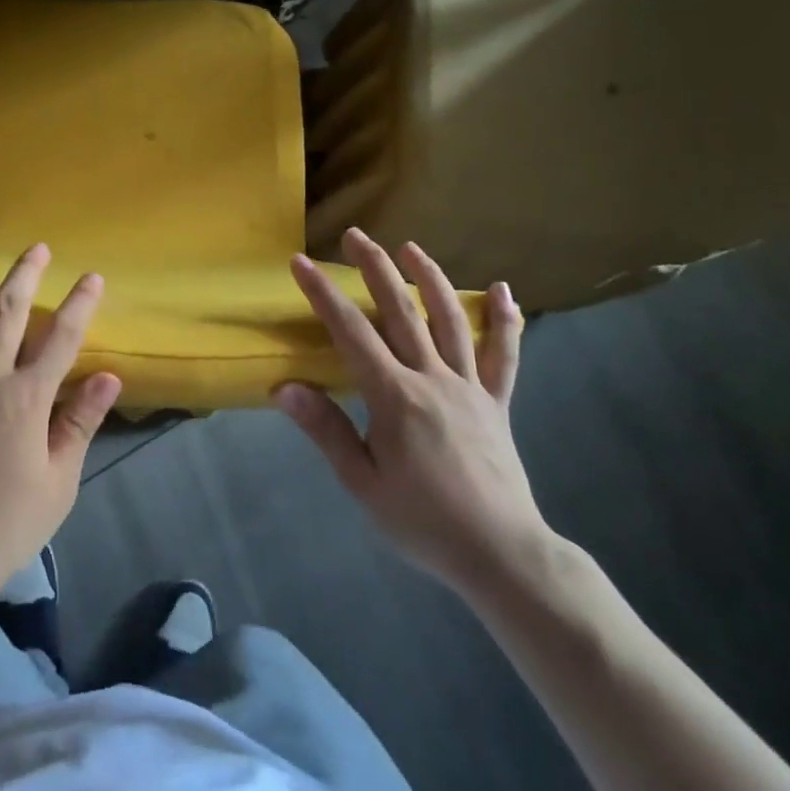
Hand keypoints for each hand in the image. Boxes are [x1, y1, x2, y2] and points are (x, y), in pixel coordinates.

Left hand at [0, 244, 121, 600]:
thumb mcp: (57, 483)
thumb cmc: (0, 526)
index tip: (92, 277)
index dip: (80, 303)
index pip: (61, 337)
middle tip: (37, 248)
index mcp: (25, 397)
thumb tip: (109, 376)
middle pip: (6, 311)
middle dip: (25, 275)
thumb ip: (79, 423)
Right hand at [275, 229, 548, 594]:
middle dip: (375, 268)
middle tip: (355, 235)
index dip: (323, 294)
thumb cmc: (423, 522)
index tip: (300, 263)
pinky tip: (505, 290)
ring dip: (429, 277)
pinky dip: (506, 321)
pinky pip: (504, 355)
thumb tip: (283, 388)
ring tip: (410, 247)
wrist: (502, 555)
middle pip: (401, 311)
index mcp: (395, 396)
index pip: (351, 333)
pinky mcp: (497, 401)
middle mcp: (432, 378)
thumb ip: (325, 430)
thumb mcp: (362, 483)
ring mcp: (470, 386)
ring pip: (450, 319)